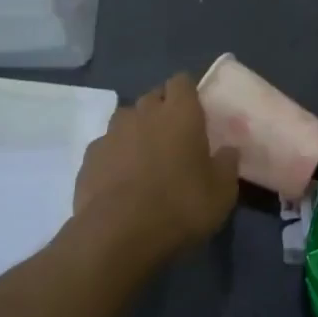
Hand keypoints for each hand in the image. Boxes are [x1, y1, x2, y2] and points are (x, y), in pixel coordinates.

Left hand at [73, 74, 239, 260]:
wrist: (118, 234)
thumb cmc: (180, 206)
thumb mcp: (221, 193)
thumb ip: (226, 165)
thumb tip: (228, 150)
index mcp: (180, 113)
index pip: (181, 82)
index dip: (188, 93)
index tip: (195, 112)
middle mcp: (143, 113)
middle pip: (153, 97)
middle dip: (162, 110)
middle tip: (175, 137)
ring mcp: (111, 133)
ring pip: (127, 119)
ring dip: (137, 131)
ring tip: (146, 158)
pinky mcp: (89, 157)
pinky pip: (107, 146)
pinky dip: (115, 155)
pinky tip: (121, 179)